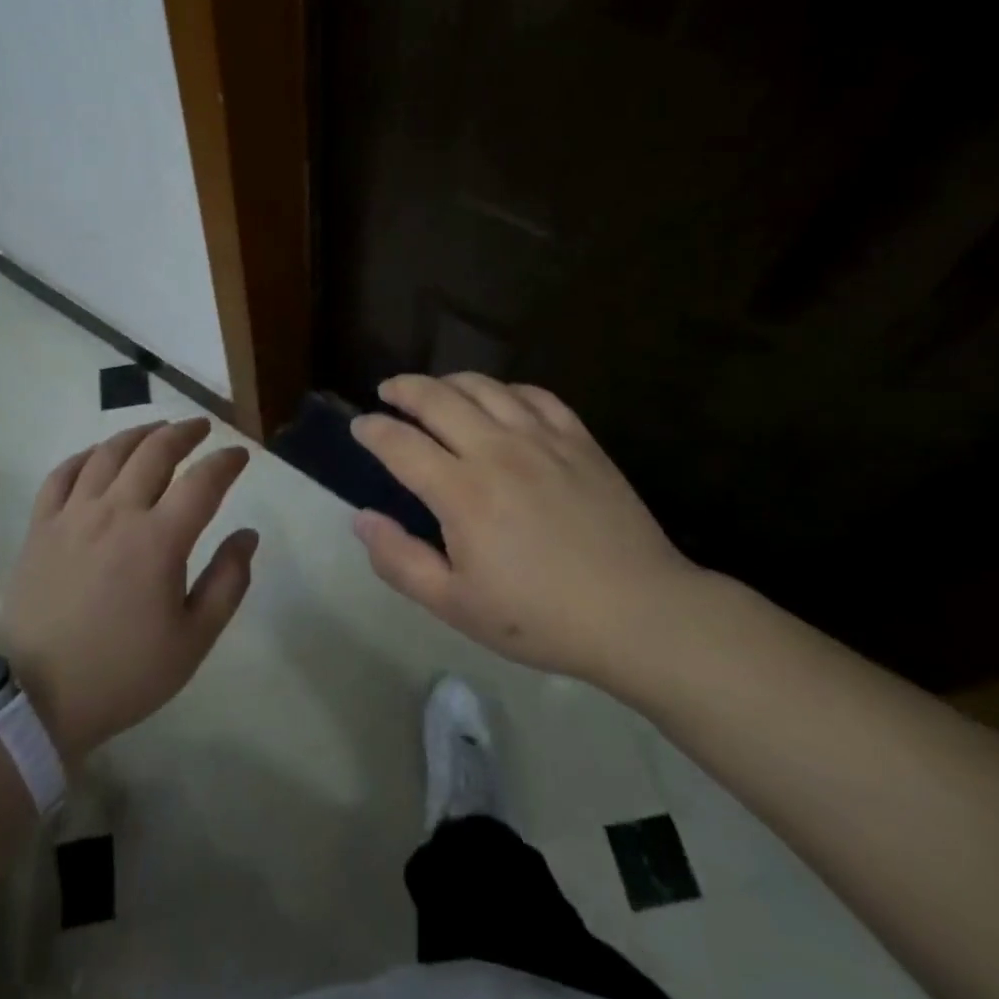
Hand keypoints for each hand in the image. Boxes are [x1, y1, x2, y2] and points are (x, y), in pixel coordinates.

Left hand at [0, 418, 256, 763]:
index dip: (226, 462)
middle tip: (200, 428)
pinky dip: (86, 455)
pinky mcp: (41, 526)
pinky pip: (63, 473)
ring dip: (139, 433)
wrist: (35, 699)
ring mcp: (73, 514)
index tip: (239, 456)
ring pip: (109, 453)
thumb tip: (248, 535)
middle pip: (155, 452)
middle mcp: (117, 512)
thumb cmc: (122, 673)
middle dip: (184, 433)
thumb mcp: (192, 642)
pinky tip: (99, 454)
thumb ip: (227, 583)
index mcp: (159, 540)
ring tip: (157, 429)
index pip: (203, 482)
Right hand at [351, 373, 701, 688]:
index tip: (359, 426)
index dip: (372, 430)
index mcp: (461, 491)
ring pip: (483, 387)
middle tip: (387, 392)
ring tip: (434, 390)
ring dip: (448, 381)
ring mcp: (541, 438)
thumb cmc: (540, 617)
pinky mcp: (578, 439)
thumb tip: (361, 518)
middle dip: (403, 389)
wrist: (639, 613)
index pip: (400, 443)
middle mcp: (496, 450)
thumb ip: (400, 560)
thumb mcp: (456, 606)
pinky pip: (533, 394)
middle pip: (436, 398)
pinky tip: (498, 399)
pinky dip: (504, 388)